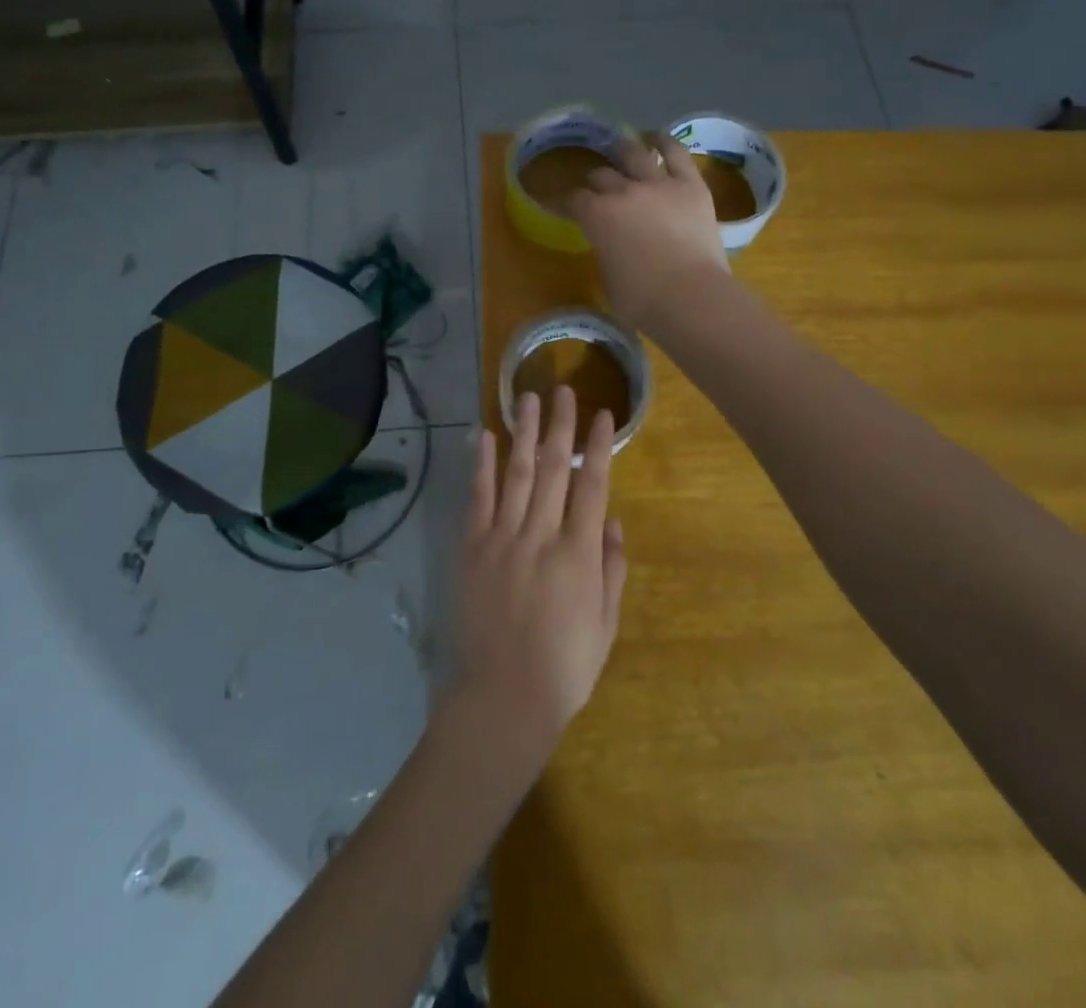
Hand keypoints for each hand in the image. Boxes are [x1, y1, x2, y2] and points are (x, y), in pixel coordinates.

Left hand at [445, 387, 626, 770]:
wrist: (503, 696)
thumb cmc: (565, 666)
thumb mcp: (606, 623)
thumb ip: (612, 567)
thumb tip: (612, 519)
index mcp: (579, 553)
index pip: (593, 485)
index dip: (599, 446)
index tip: (603, 415)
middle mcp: (541, 535)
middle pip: (554, 467)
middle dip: (560, 425)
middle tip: (563, 389)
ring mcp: (502, 538)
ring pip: (517, 473)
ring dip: (523, 432)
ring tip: (526, 397)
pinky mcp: (472, 547)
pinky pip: (478, 497)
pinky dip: (481, 464)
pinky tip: (483, 436)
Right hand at [565, 133, 729, 332]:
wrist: (691, 298)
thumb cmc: (642, 301)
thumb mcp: (608, 279)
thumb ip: (605, 252)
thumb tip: (611, 246)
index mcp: (596, 216)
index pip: (572, 200)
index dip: (563, 202)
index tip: (559, 204)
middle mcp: (623, 191)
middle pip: (601, 176)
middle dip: (594, 182)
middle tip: (596, 189)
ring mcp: (658, 184)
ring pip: (633, 154)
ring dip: (622, 152)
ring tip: (620, 150)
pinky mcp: (690, 185)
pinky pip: (676, 153)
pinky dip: (664, 143)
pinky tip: (656, 138)